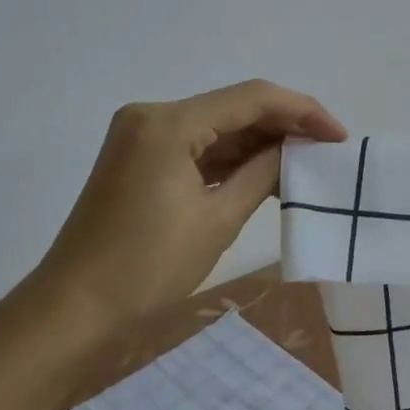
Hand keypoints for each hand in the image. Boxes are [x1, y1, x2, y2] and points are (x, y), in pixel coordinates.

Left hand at [28, 79, 345, 327]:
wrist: (71, 311)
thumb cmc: (146, 268)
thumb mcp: (217, 220)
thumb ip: (263, 173)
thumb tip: (296, 150)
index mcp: (168, 123)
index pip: (252, 98)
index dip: (302, 111)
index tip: (338, 136)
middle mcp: (152, 115)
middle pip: (234, 107)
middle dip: (283, 126)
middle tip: (326, 151)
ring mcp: (142, 135)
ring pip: (218, 126)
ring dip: (260, 143)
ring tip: (304, 164)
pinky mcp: (140, 157)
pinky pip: (198, 146)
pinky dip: (232, 158)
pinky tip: (266, 173)